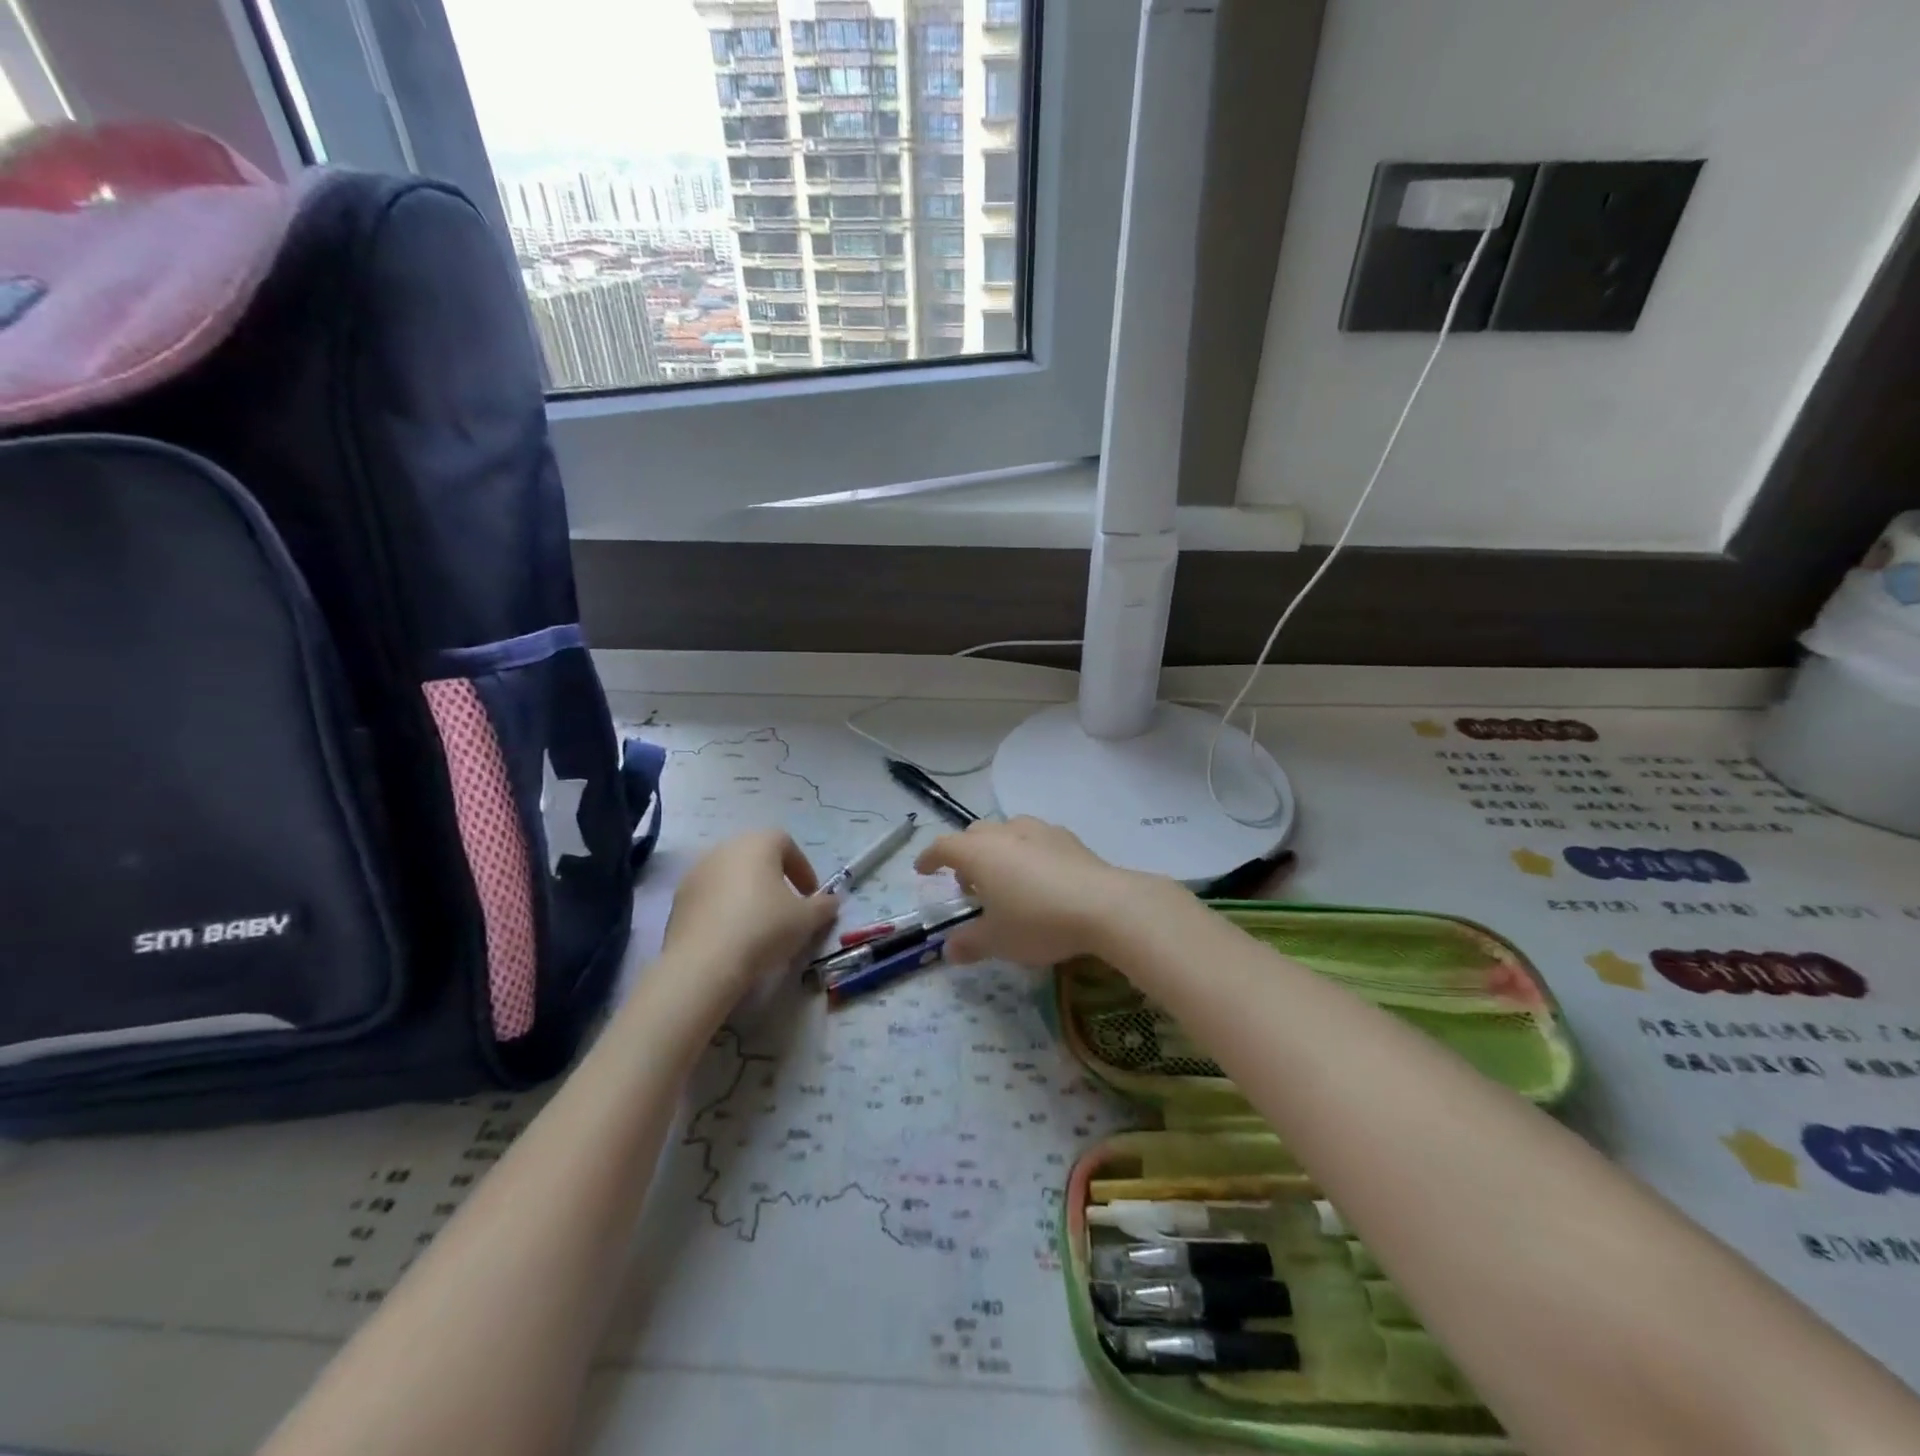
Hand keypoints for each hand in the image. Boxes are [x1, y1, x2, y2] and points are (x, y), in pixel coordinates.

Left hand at [660, 830, 838, 1011]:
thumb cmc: (764, 928)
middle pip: (755, 857)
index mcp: (757, 844)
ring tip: (758, 925)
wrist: (704, 963)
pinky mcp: (678, 900)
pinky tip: (733, 937)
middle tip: (786, 907)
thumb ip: (823, 906)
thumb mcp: (807, 919)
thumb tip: (831, 901)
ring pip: (730, 877)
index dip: (802, 867)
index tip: (810, 895)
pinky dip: (724, 909)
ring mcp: (696, 873)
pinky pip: (710, 898)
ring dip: (747, 893)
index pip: (786, 842)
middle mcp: (724, 849)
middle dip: (773, 878)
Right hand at [914, 817, 1172, 966]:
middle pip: (975, 834)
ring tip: (1005, 880)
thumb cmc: (1038, 922)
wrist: (1105, 906)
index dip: (929, 858)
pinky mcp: (1068, 838)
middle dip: (965, 855)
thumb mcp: (998, 941)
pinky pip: (1036, 839)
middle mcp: (1006, 833)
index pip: (943, 846)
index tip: (923, 870)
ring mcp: (1039, 831)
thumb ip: (970, 943)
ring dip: (997, 850)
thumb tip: (949, 950)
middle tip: (969, 885)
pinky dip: (1027, 852)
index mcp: (979, 853)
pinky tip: (1040, 877)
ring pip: (1007, 831)